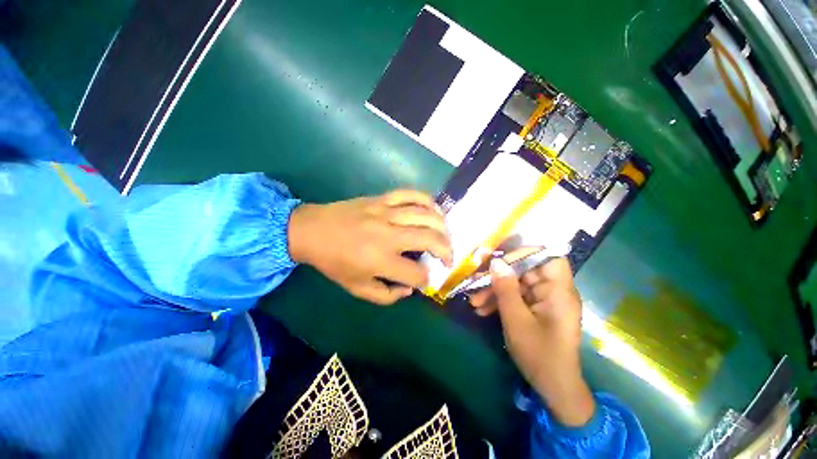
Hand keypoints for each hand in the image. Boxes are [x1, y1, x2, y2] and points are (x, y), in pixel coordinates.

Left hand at [287, 190, 452, 304]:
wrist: (312, 230)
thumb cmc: (334, 262)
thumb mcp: (357, 289)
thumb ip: (386, 295)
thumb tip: (409, 289)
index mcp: (380, 260)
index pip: (416, 273)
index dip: (425, 280)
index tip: (424, 280)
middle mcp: (388, 235)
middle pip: (430, 239)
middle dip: (446, 251)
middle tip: (448, 258)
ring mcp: (386, 212)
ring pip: (426, 215)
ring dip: (442, 227)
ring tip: (446, 236)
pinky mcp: (382, 199)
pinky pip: (411, 194)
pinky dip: (427, 201)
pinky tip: (434, 210)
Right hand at [473, 258, 594, 426]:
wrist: (552, 387)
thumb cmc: (540, 355)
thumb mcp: (517, 320)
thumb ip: (506, 289)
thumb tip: (495, 262)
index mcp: (559, 292)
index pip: (549, 258)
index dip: (527, 253)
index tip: (501, 260)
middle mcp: (553, 292)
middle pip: (525, 271)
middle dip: (499, 276)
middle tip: (476, 282)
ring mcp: (543, 301)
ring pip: (516, 284)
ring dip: (495, 291)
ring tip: (474, 302)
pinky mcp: (534, 309)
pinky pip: (516, 297)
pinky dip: (500, 301)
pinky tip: (482, 310)